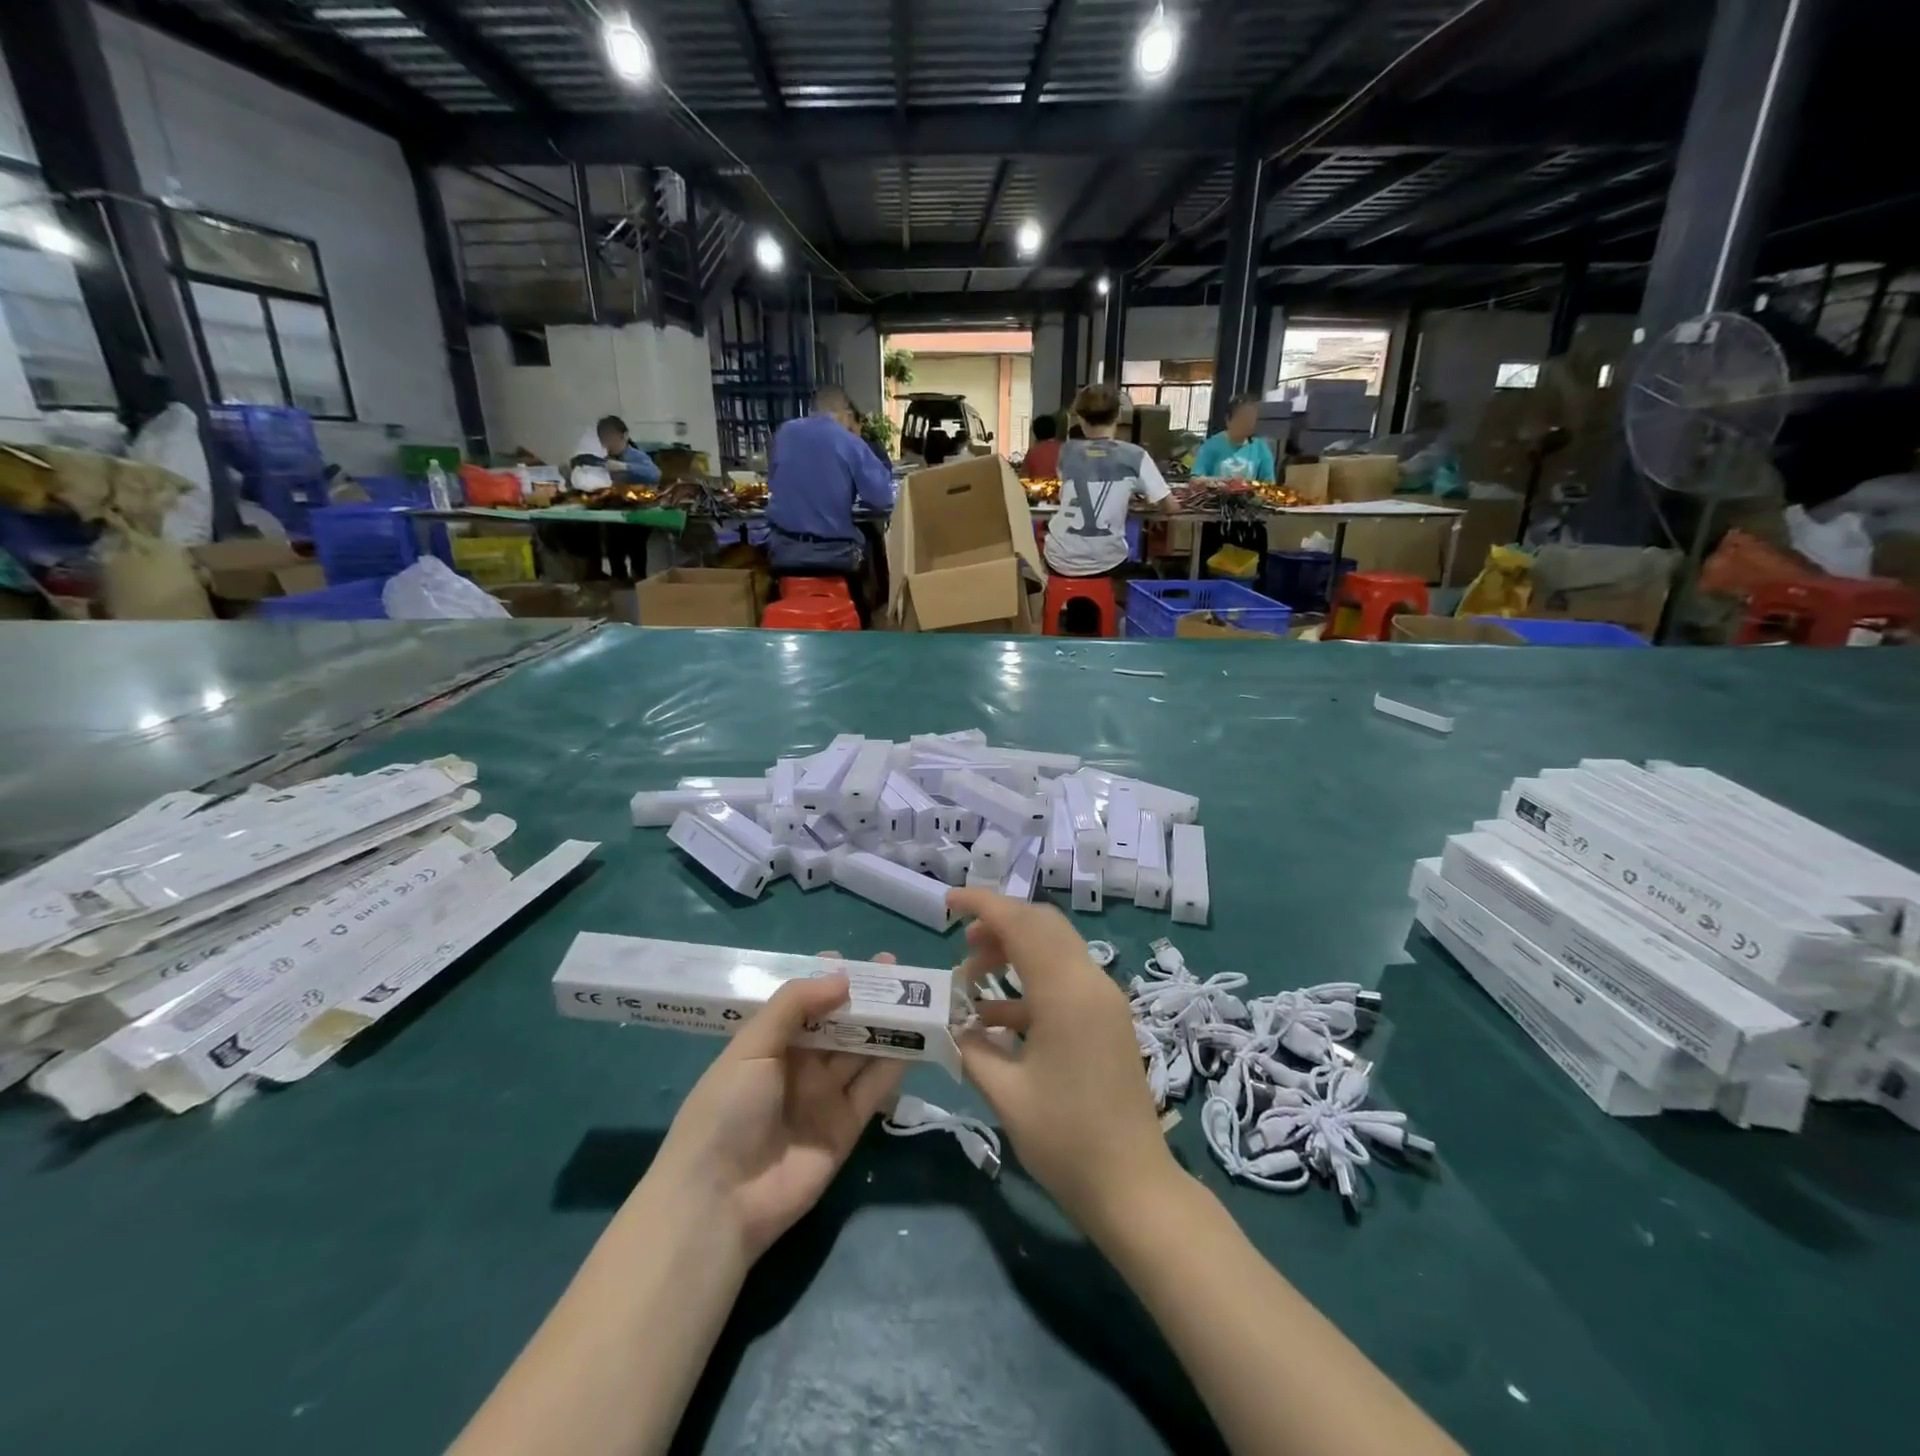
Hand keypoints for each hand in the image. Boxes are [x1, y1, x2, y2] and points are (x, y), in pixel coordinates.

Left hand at [651, 955, 906, 1260]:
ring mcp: (824, 1096)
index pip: (806, 1003)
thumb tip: (844, 976)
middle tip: (897, 969)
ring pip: (862, 1051)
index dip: (831, 980)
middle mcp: (800, 1065)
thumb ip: (796, 1005)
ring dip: (886, 1024)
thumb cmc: (726, 1110)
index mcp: (770, 1043)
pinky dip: (895, 1063)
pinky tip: (916, 1036)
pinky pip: (874, 1087)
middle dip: (866, 996)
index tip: (861, 959)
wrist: (720, 1201)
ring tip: (916, 995)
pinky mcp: (847, 1126)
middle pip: (839, 1023)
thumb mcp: (752, 1047)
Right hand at [947, 891, 1179, 1238]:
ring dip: (1014, 951)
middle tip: (962, 944)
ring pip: (1055, 949)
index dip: (983, 904)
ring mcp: (1105, 1000)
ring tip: (973, 980)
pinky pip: (1065, 979)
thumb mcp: (1005, 1094)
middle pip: (1043, 925)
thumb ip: (972, 1047)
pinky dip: (1030, 983)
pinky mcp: (1107, 1019)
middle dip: (999, 924)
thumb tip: (953, 1024)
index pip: (1022, 924)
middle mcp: (1091, 983)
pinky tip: (997, 1018)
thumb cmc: (1066, 1142)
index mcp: (1066, 993)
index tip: (949, 902)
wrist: (1134, 1189)